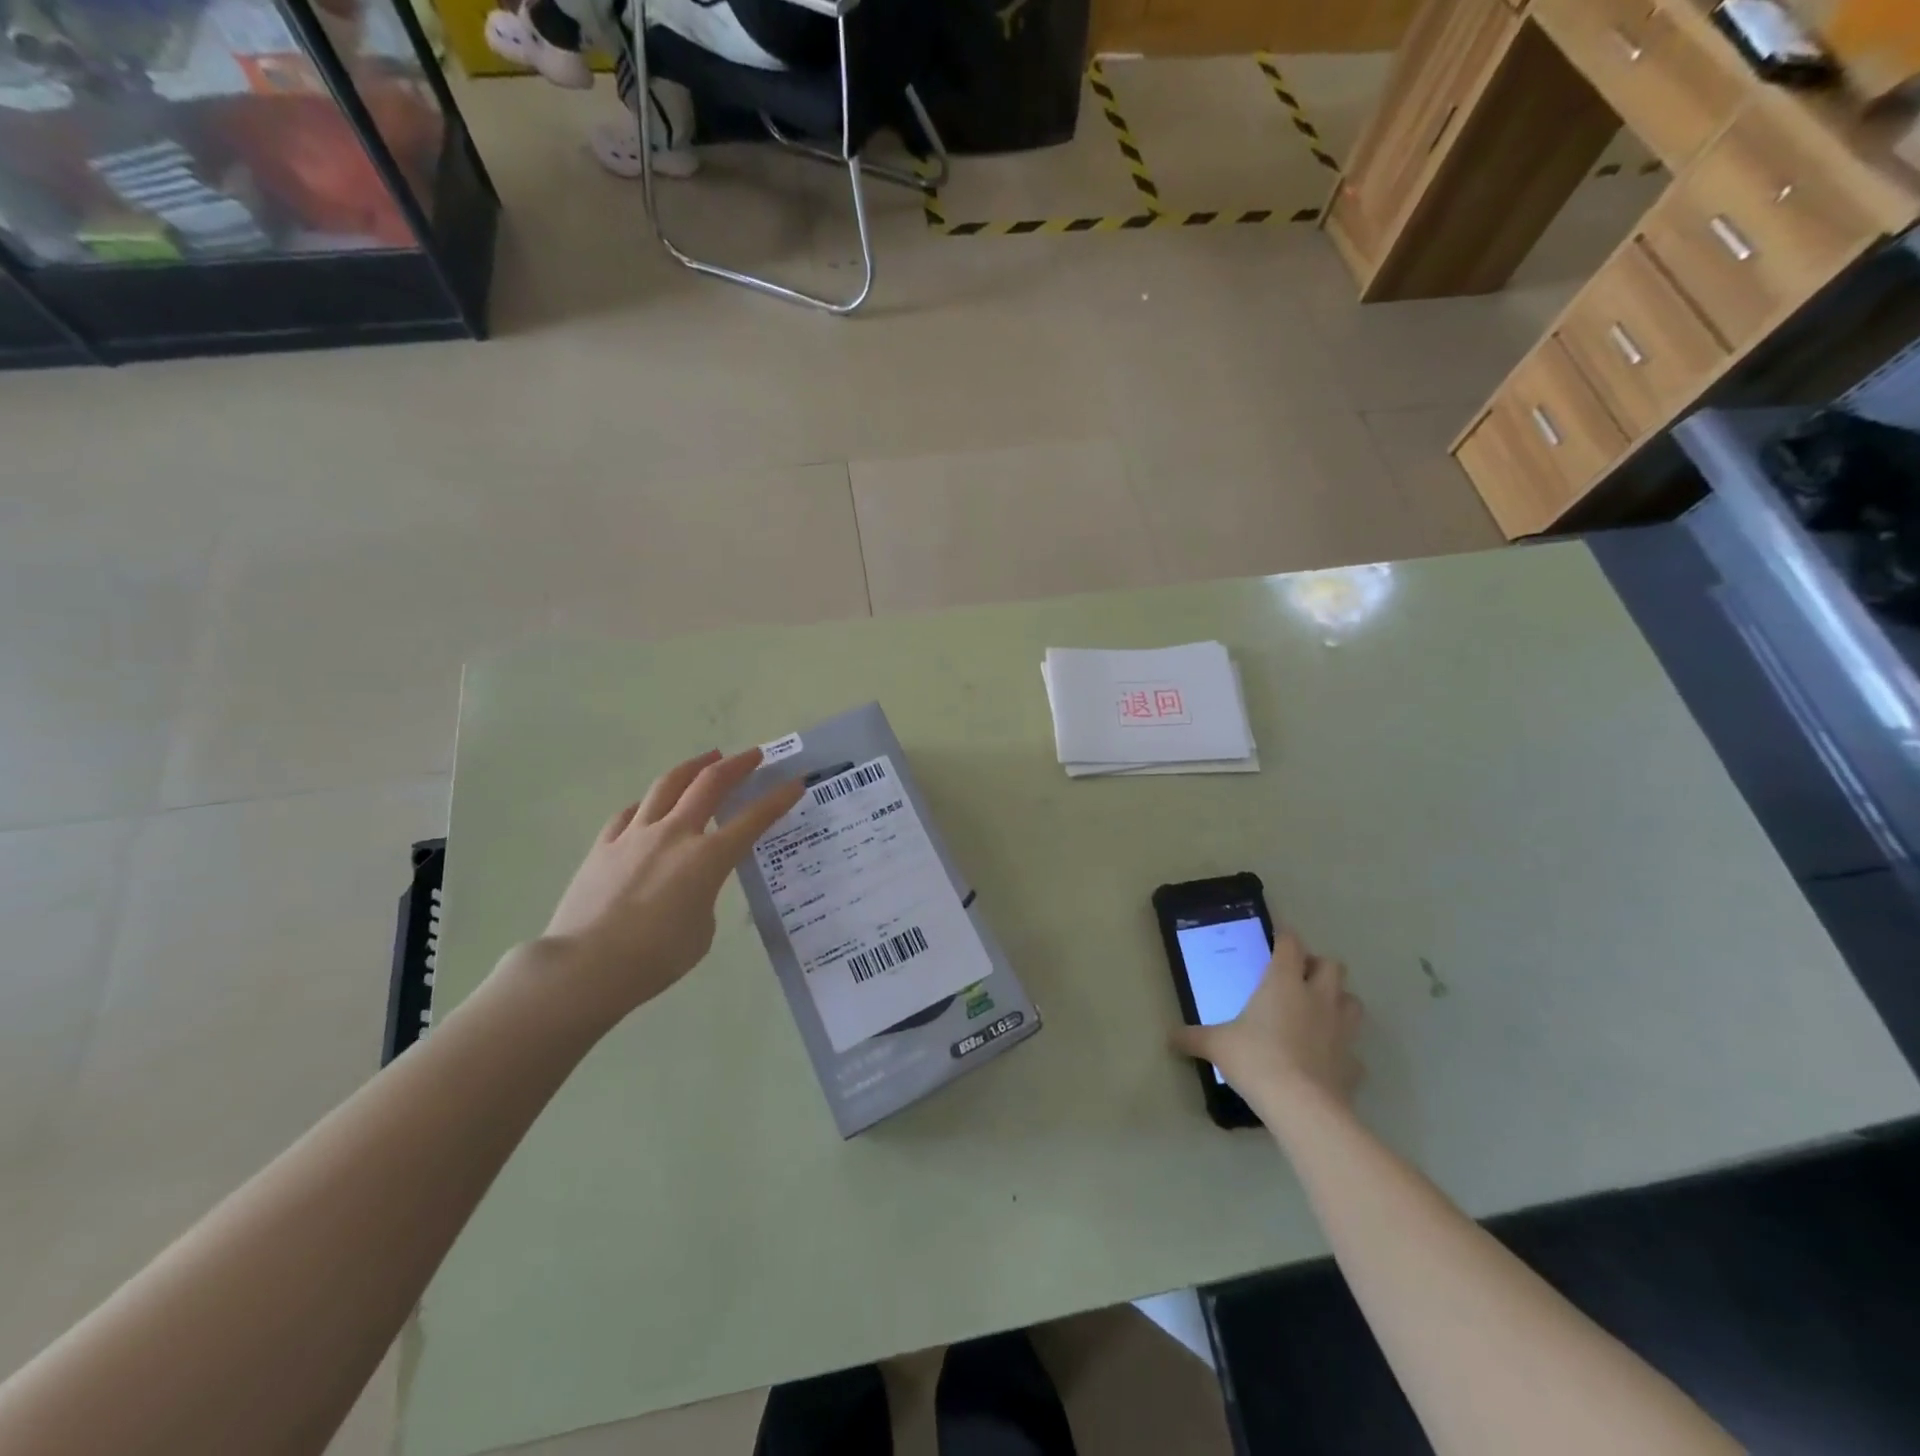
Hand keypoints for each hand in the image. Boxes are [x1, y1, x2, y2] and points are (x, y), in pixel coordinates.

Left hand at [534, 747, 804, 1026]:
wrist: (584, 967)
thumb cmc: (655, 958)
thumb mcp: (702, 930)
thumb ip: (704, 896)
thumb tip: (689, 885)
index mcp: (707, 858)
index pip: (753, 819)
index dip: (778, 799)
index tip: (794, 782)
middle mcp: (674, 834)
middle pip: (710, 784)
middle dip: (737, 765)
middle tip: (754, 755)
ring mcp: (635, 835)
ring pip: (668, 785)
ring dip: (693, 767)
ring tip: (708, 758)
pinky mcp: (604, 845)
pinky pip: (632, 812)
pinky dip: (650, 802)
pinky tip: (652, 803)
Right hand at [1171, 932, 1363, 1117]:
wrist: (1301, 1106)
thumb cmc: (1256, 1059)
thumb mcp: (1216, 1045)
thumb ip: (1193, 1037)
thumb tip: (1169, 1038)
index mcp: (1284, 983)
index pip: (1291, 945)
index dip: (1285, 937)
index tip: (1278, 937)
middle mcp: (1318, 998)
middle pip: (1333, 965)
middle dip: (1319, 966)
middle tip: (1299, 977)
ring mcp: (1342, 1030)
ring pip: (1353, 1001)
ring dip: (1339, 1001)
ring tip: (1319, 1011)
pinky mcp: (1353, 1063)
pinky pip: (1353, 1050)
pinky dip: (1342, 1050)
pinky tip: (1327, 1058)